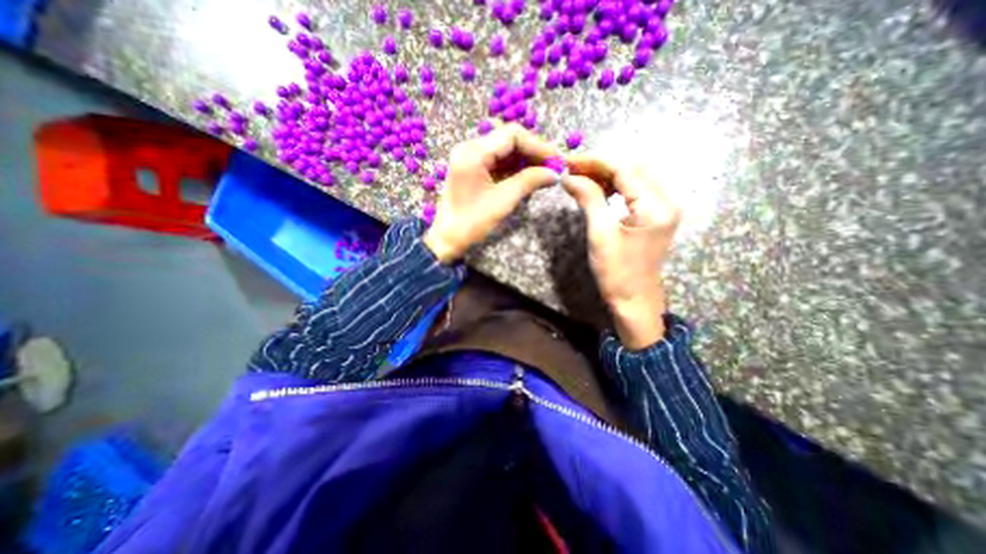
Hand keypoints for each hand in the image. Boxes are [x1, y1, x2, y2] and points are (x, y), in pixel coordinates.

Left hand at [423, 123, 561, 263]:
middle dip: (533, 152)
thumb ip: (529, 181)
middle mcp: (470, 148)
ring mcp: (470, 158)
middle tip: (553, 167)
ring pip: (504, 150)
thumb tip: (554, 173)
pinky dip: (514, 168)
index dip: (538, 145)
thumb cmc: (472, 223)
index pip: (512, 135)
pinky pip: (497, 162)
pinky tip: (529, 177)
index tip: (556, 160)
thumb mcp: (503, 201)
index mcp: (473, 152)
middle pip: (508, 140)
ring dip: (525, 160)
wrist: (448, 240)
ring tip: (544, 172)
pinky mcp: (473, 169)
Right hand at [558, 154, 683, 348]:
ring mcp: (662, 208)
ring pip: (633, 178)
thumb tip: (569, 176)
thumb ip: (588, 199)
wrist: (634, 300)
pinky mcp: (655, 216)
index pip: (625, 169)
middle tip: (572, 170)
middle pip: (632, 169)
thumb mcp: (600, 234)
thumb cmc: (617, 272)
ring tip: (580, 179)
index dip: (595, 162)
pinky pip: (634, 192)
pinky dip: (615, 187)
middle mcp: (666, 200)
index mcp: (656, 205)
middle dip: (600, 166)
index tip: (569, 162)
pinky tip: (598, 191)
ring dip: (606, 176)